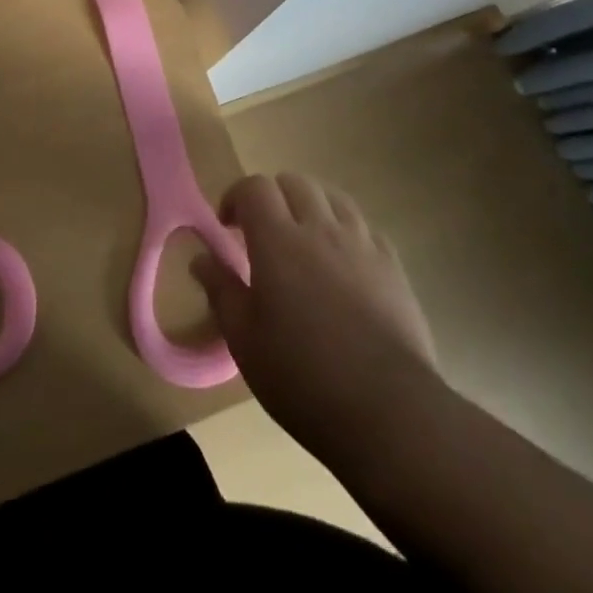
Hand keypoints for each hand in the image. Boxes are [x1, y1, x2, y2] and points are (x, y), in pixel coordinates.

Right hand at [193, 173, 437, 466]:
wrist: (388, 411)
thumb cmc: (302, 377)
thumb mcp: (244, 340)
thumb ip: (221, 290)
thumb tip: (200, 257)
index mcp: (278, 239)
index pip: (254, 187)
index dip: (236, 197)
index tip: (228, 226)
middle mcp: (320, 228)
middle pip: (294, 182)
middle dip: (273, 197)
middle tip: (264, 233)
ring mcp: (361, 243)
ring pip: (333, 197)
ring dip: (311, 207)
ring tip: (304, 240)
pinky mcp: (392, 265)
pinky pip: (365, 227)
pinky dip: (346, 231)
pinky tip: (343, 262)